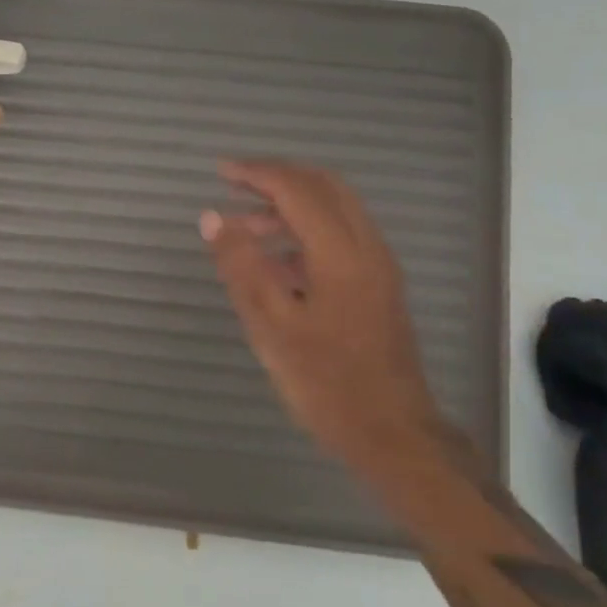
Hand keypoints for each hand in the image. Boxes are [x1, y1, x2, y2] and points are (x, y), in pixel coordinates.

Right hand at [202, 162, 441, 476]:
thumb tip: (212, 218)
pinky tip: (276, 262)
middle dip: (277, 177)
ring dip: (291, 205)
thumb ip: (241, 265)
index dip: (256, 173)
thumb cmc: (327, 383)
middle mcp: (367, 246)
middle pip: (324, 186)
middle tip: (235, 183)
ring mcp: (378, 265)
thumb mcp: (271, 326)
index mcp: (341, 252)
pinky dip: (307, 229)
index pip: (296, 189)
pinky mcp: (379, 285)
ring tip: (246, 228)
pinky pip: (342, 235)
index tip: (220, 171)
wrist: (394, 436)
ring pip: (335, 209)